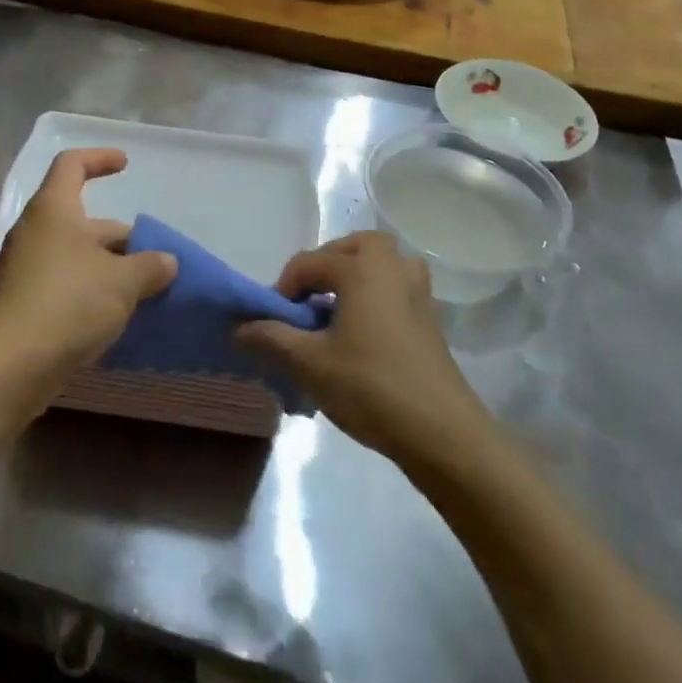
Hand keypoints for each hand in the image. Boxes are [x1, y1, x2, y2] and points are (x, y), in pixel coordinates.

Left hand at [0, 149, 175, 392]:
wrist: (12, 366)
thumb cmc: (69, 303)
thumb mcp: (123, 281)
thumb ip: (150, 266)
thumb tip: (167, 262)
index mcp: (53, 209)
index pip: (72, 165)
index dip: (99, 158)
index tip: (124, 165)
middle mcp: (34, 231)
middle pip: (80, 218)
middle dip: (119, 235)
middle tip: (152, 256)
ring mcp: (24, 267)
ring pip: (74, 254)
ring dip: (107, 265)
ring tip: (143, 287)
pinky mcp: (22, 301)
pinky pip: (63, 281)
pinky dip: (90, 288)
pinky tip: (115, 313)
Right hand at [236, 232, 488, 463]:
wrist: (443, 433)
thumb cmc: (371, 387)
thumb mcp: (310, 364)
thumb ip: (271, 338)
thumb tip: (238, 327)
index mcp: (362, 268)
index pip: (308, 262)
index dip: (283, 289)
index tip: (272, 322)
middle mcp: (393, 267)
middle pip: (352, 248)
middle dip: (324, 268)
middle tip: (305, 303)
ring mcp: (418, 292)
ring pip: (379, 265)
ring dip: (353, 278)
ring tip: (334, 311)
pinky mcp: (431, 319)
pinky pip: (394, 289)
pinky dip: (374, 296)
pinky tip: (361, 334)